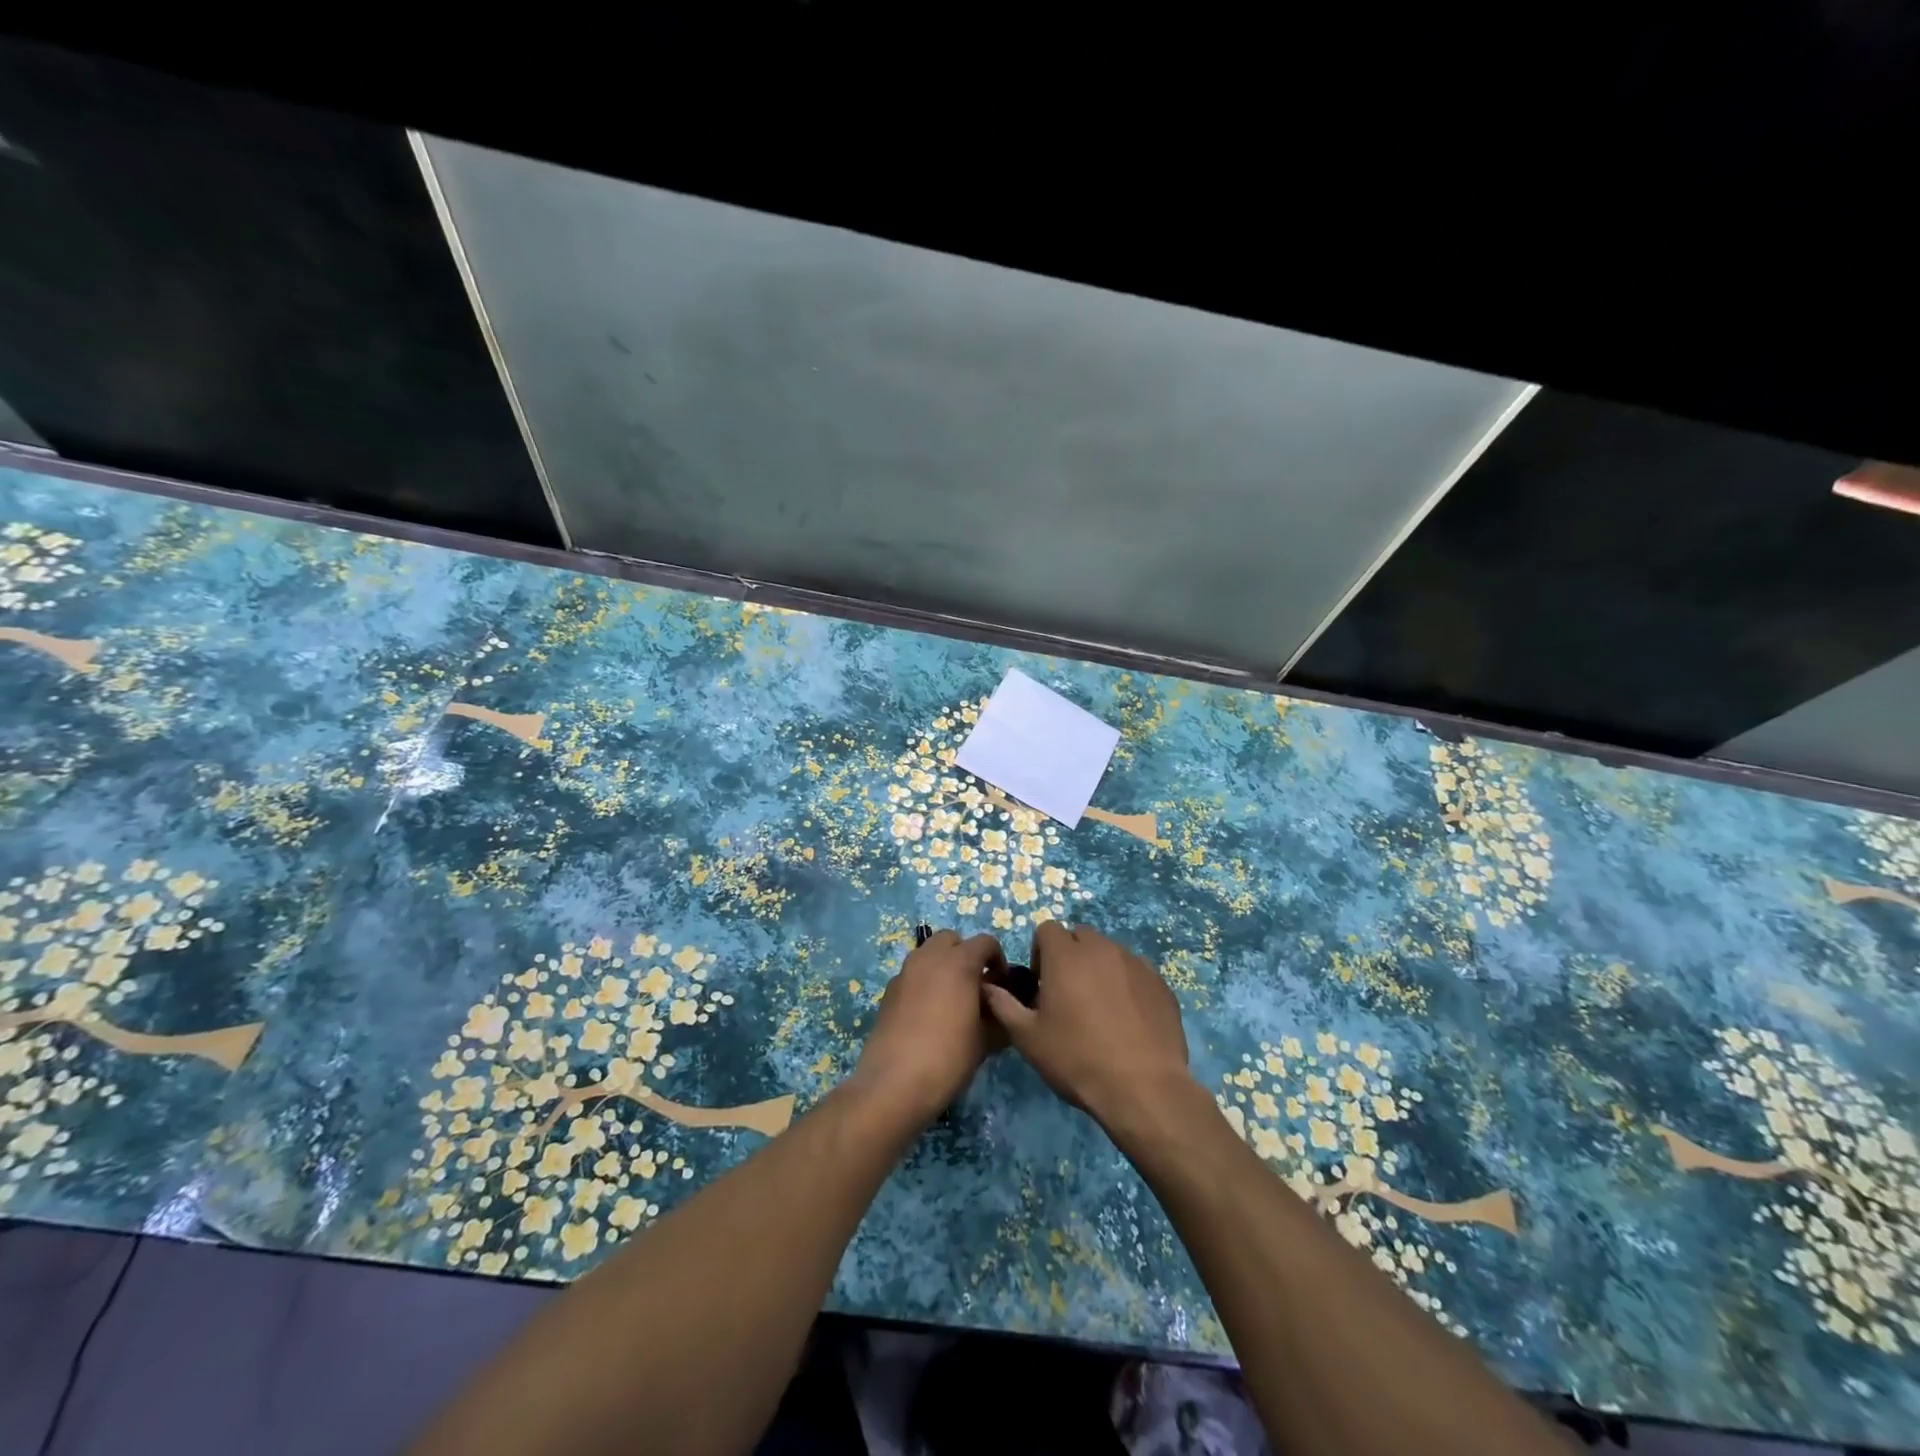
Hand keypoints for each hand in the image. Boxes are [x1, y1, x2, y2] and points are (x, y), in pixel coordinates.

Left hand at [851, 931, 1006, 1125]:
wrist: (893, 1084)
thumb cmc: (948, 1058)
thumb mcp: (984, 1042)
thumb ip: (998, 1018)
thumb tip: (1001, 1012)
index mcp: (958, 963)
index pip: (985, 942)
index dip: (997, 959)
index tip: (1001, 984)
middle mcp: (929, 958)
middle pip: (951, 939)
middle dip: (965, 954)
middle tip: (974, 985)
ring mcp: (904, 972)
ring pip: (928, 953)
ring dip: (942, 965)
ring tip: (951, 999)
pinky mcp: (888, 991)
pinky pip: (912, 974)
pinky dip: (923, 982)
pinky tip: (927, 1014)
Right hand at [982, 922, 1192, 1129]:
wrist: (1143, 1087)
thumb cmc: (1077, 1059)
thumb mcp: (1028, 1038)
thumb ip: (1003, 1005)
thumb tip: (987, 987)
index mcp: (1065, 956)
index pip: (1047, 929)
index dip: (1040, 951)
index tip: (1042, 983)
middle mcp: (1101, 949)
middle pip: (1080, 935)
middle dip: (1070, 954)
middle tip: (1068, 993)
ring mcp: (1135, 963)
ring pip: (1110, 951)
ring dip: (1099, 967)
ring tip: (1099, 1007)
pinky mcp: (1160, 983)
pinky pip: (1137, 970)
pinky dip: (1127, 983)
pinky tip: (1128, 1017)